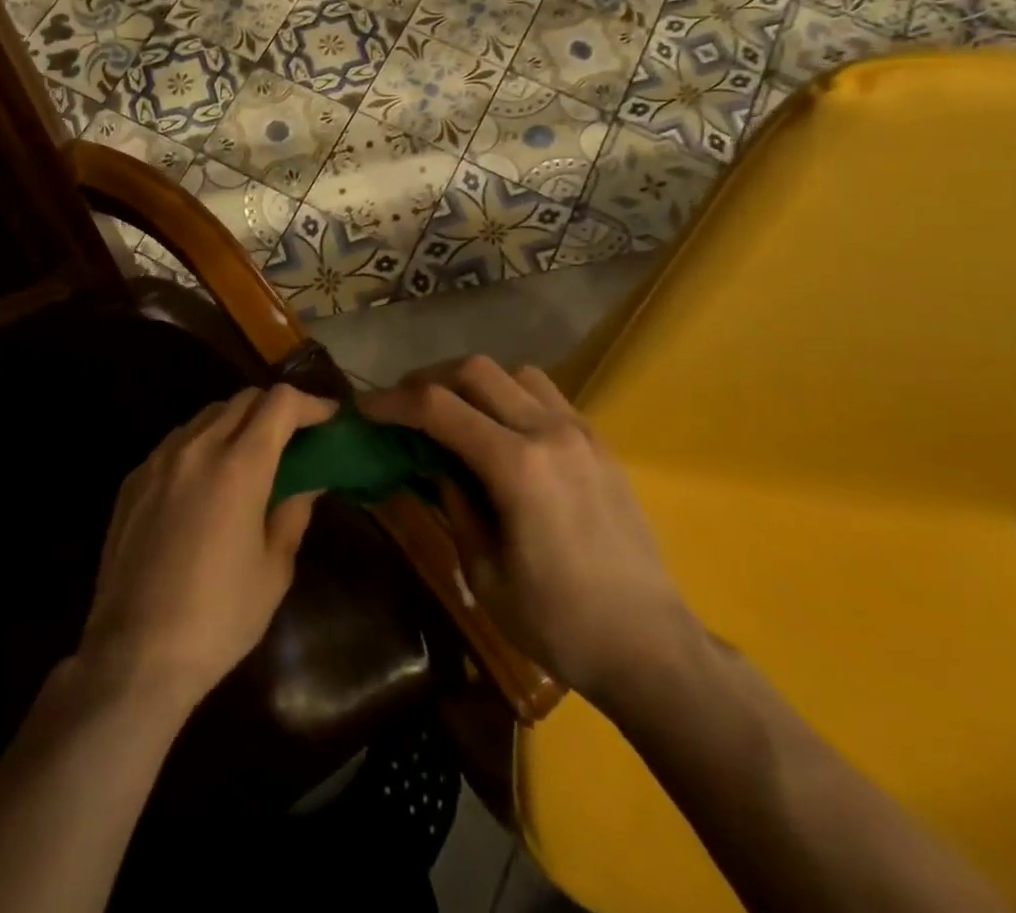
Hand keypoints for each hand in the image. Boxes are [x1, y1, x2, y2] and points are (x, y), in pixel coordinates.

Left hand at [78, 385, 332, 711]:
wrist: (133, 656)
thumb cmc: (218, 618)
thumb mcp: (274, 570)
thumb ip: (293, 513)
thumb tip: (308, 481)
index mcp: (239, 466)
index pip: (279, 403)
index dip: (309, 403)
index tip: (327, 418)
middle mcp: (197, 448)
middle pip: (243, 399)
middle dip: (275, 409)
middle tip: (294, 437)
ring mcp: (159, 460)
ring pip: (207, 415)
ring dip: (237, 422)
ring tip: (250, 456)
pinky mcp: (133, 480)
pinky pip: (177, 442)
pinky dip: (203, 444)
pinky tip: (206, 481)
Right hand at [360, 357, 697, 702]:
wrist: (650, 645)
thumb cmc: (558, 623)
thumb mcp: (485, 572)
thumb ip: (455, 502)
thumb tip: (433, 462)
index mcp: (517, 467)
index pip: (439, 407)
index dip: (393, 402)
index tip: (365, 408)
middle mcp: (549, 431)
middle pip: (475, 370)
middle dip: (428, 380)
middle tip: (404, 406)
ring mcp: (580, 430)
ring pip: (514, 372)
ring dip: (473, 382)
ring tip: (452, 413)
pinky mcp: (598, 441)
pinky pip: (545, 394)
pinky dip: (510, 395)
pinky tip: (500, 429)